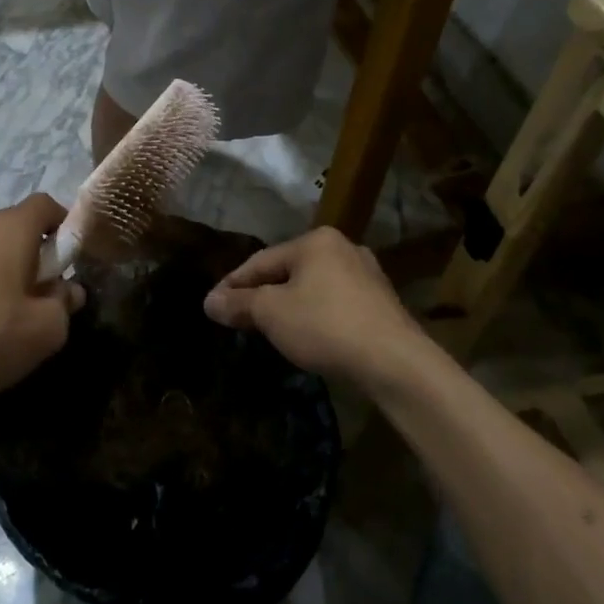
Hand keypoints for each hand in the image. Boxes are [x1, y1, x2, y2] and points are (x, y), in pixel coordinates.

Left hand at [0, 194, 83, 408]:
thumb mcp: (45, 329)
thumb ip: (66, 303)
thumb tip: (68, 290)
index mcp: (10, 227)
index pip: (46, 205)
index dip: (66, 226)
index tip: (73, 262)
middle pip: (20, 226)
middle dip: (40, 255)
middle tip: (48, 297)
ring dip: (12, 272)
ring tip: (16, 316)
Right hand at [203, 227, 421, 382]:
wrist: (395, 362)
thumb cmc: (325, 326)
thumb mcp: (271, 314)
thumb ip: (239, 304)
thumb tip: (209, 301)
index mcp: (315, 241)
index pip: (261, 260)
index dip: (233, 284)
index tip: (212, 305)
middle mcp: (343, 248)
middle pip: (288, 272)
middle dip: (262, 294)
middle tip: (239, 317)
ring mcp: (367, 275)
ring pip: (313, 288)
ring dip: (289, 306)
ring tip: (270, 328)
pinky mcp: (382, 303)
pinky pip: (335, 304)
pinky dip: (315, 316)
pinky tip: (308, 336)